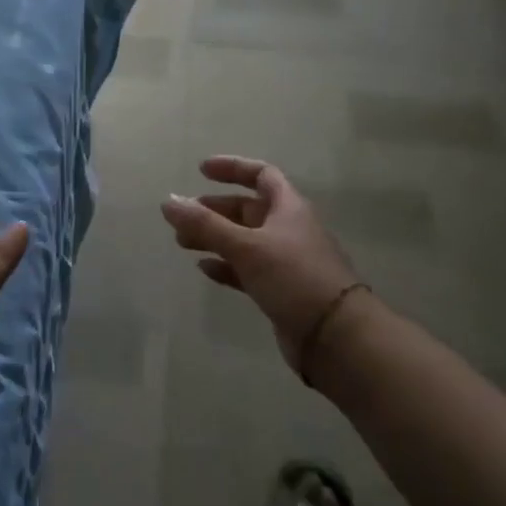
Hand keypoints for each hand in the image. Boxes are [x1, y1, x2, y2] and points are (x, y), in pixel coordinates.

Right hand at [161, 157, 369, 372]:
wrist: (337, 338)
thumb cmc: (294, 278)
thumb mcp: (246, 246)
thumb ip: (205, 225)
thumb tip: (168, 201)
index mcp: (289, 208)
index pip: (261, 174)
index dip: (232, 168)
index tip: (201, 170)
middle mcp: (288, 229)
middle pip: (247, 209)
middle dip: (213, 209)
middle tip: (182, 217)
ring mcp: (286, 261)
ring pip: (243, 240)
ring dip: (214, 237)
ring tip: (182, 242)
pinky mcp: (281, 290)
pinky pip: (247, 270)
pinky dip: (225, 266)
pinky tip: (205, 269)